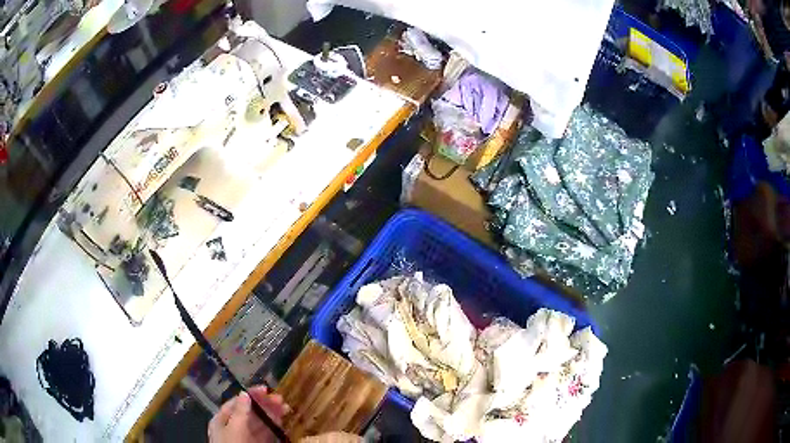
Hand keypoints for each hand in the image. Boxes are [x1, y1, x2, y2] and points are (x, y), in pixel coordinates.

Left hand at [208, 386, 288, 442]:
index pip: (236, 402)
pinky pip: (265, 434)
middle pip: (249, 412)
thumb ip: (240, 412)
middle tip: (281, 400)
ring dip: (272, 415)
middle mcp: (233, 427)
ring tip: (285, 409)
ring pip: (259, 423)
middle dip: (265, 405)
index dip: (251, 395)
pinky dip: (273, 428)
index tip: (266, 390)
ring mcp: (245, 437)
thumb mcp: (234, 428)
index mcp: (222, 420)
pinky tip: (281, 422)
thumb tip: (244, 393)